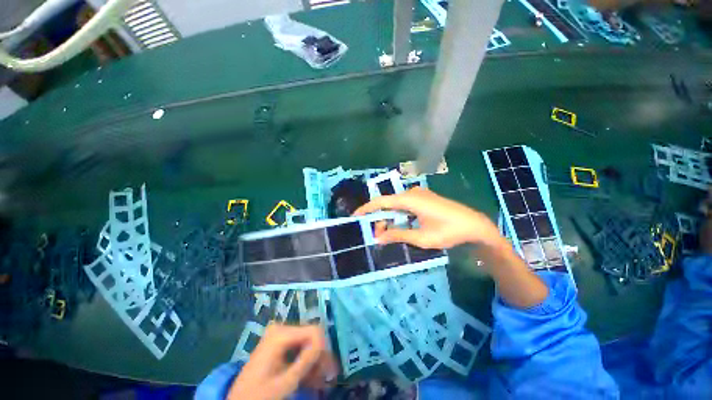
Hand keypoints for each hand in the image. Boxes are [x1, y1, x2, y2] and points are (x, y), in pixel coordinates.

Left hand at [227, 324, 337, 399]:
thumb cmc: (259, 395)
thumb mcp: (285, 382)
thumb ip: (305, 361)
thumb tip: (324, 344)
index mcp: (280, 334)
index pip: (313, 331)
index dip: (323, 348)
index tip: (329, 368)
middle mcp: (281, 329)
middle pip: (310, 336)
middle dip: (321, 356)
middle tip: (329, 375)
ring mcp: (279, 335)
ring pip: (306, 342)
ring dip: (315, 360)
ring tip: (322, 379)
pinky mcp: (278, 343)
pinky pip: (298, 347)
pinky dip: (306, 361)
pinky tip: (312, 376)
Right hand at [354, 187, 503, 248]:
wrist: (474, 224)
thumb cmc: (449, 231)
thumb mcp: (421, 237)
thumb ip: (398, 235)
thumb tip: (379, 237)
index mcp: (410, 200)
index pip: (381, 201)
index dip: (367, 208)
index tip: (356, 216)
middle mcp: (412, 193)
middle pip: (388, 204)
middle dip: (380, 219)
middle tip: (378, 236)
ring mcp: (419, 195)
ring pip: (397, 205)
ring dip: (390, 218)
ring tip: (388, 234)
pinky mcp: (424, 199)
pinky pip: (405, 206)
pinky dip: (399, 216)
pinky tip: (401, 226)